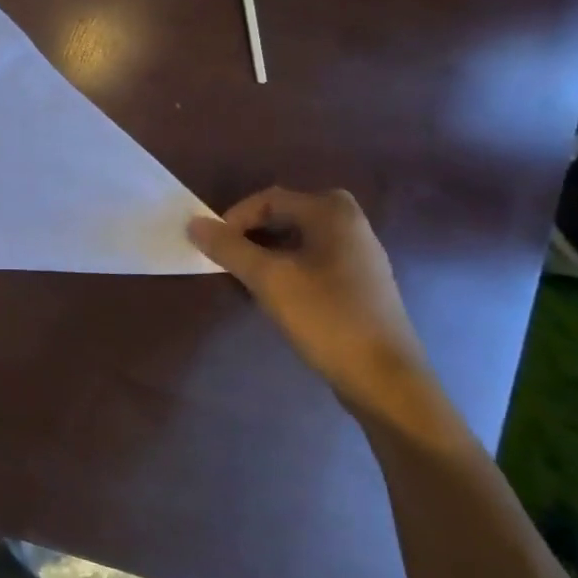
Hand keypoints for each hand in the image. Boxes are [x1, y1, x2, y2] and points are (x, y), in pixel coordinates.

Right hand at [189, 187, 430, 422]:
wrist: (384, 378)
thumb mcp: (268, 279)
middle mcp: (351, 224)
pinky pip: (315, 260)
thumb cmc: (325, 317)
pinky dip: (289, 268)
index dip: (235, 219)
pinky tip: (279, 295)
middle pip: (286, 215)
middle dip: (251, 234)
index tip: (215, 249)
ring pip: (299, 239)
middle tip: (230, 260)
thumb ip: (228, 248)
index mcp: (332, 213)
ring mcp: (360, 255)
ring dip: (268, 252)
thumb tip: (193, 223)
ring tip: (248, 279)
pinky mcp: (362, 283)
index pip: (269, 199)